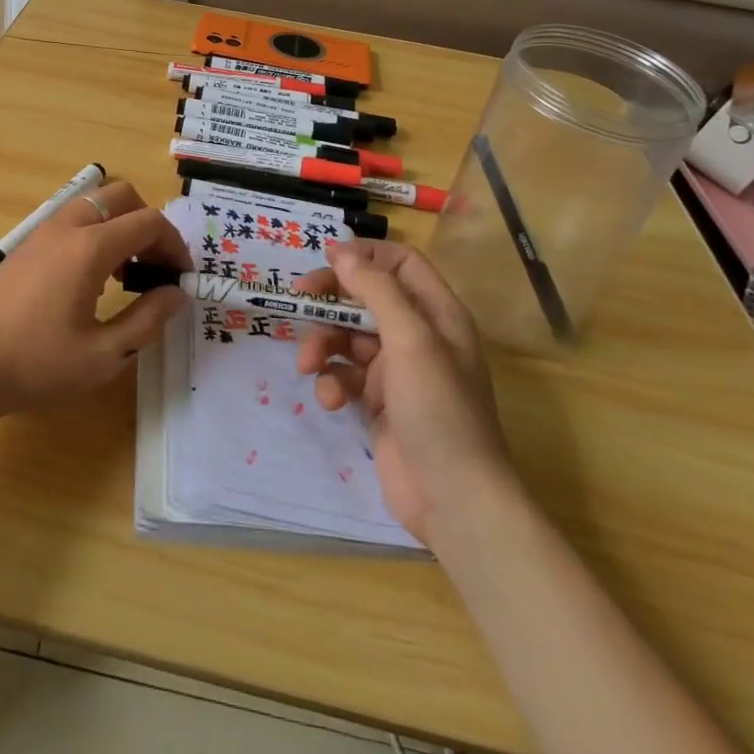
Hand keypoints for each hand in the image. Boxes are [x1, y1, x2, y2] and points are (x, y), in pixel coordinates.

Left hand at [0, 180, 189, 419]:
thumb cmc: (36, 364)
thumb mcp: (104, 355)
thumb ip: (147, 320)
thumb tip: (177, 293)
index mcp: (90, 247)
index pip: (149, 222)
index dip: (175, 245)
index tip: (182, 278)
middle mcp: (68, 226)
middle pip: (123, 196)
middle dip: (149, 224)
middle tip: (157, 266)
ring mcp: (44, 231)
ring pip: (96, 203)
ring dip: (121, 225)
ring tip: (128, 274)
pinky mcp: (28, 243)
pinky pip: (74, 218)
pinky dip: (97, 232)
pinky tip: (94, 278)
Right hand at [294, 240, 511, 542]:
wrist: (455, 501)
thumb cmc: (439, 410)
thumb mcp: (411, 340)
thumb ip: (376, 290)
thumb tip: (340, 251)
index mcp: (436, 313)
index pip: (400, 262)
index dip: (364, 255)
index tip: (326, 260)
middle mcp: (417, 335)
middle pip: (365, 297)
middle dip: (331, 299)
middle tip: (299, 300)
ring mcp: (396, 371)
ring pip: (348, 337)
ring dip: (323, 344)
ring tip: (308, 365)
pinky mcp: (377, 403)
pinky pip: (344, 376)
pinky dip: (331, 382)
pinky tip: (329, 400)